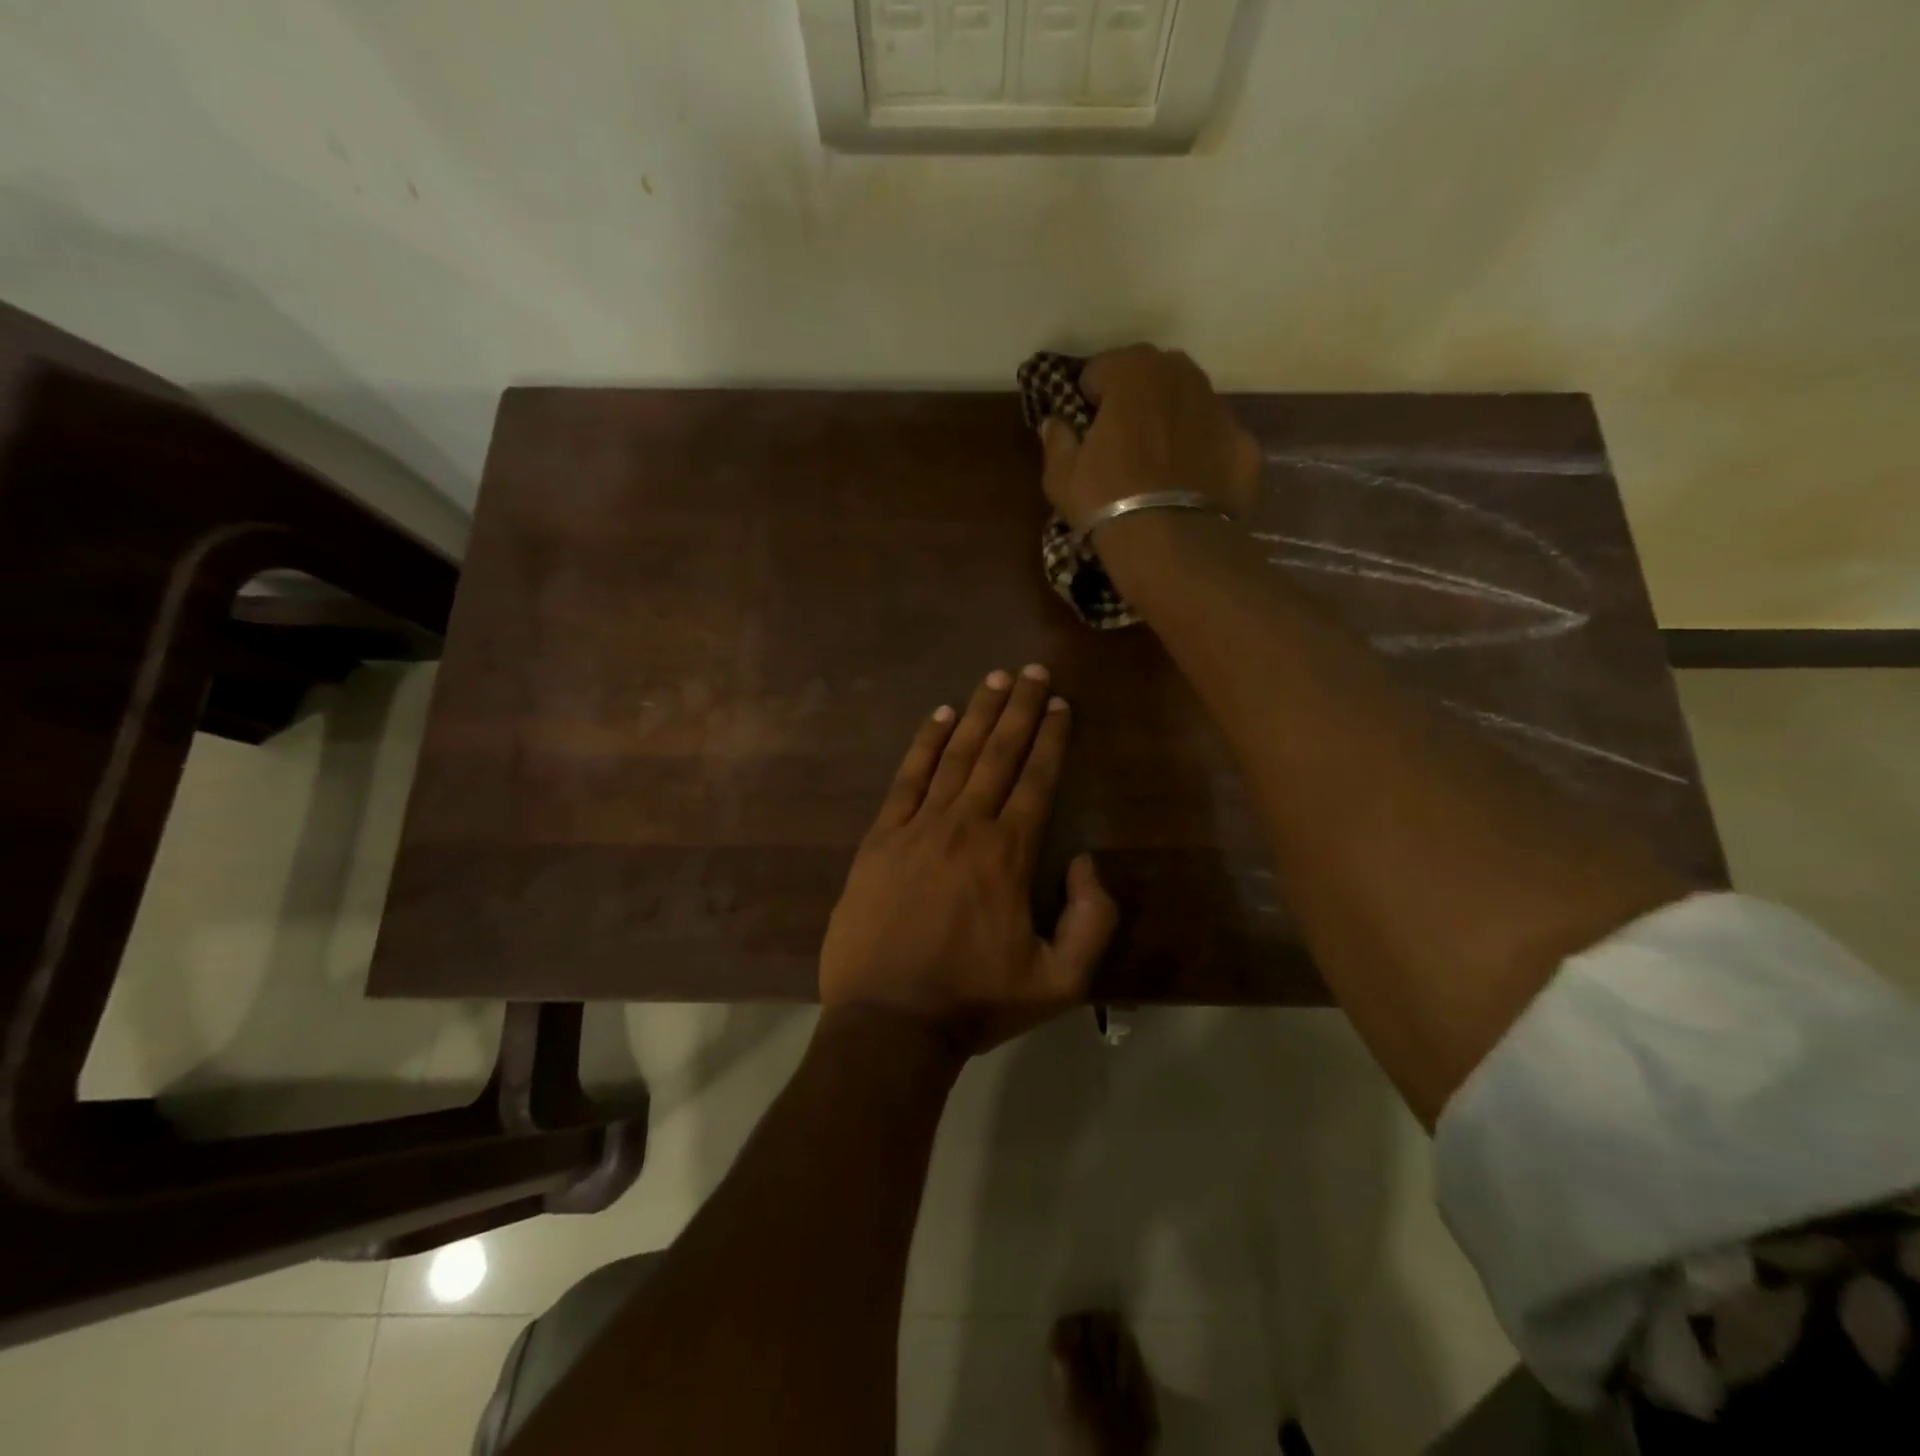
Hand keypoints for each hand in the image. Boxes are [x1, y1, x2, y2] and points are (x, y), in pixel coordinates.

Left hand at [819, 664, 1117, 1055]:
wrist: (889, 1023)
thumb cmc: (976, 1002)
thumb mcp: (1061, 982)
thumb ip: (1093, 920)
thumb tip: (1086, 860)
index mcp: (1009, 854)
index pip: (1037, 779)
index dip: (1051, 738)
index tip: (1060, 704)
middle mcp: (965, 826)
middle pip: (998, 753)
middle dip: (1019, 708)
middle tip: (1032, 669)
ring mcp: (917, 828)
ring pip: (954, 757)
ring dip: (976, 714)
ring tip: (994, 678)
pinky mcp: (879, 840)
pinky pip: (906, 780)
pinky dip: (924, 745)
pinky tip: (937, 717)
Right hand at [1040, 344, 1261, 531]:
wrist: (1172, 544)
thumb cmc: (1107, 501)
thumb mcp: (1061, 476)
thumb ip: (1057, 440)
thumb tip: (1055, 423)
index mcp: (1133, 371)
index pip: (1100, 370)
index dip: (1088, 399)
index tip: (1084, 430)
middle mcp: (1183, 375)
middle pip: (1151, 378)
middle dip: (1135, 402)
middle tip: (1121, 445)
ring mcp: (1221, 408)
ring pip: (1188, 406)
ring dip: (1171, 424)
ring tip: (1158, 468)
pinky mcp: (1246, 445)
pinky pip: (1216, 442)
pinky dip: (1203, 456)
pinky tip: (1190, 488)